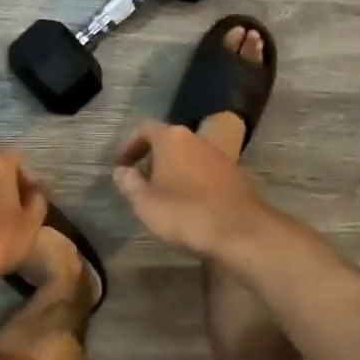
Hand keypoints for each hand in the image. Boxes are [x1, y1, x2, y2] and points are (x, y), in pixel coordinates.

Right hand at [112, 122, 276, 260]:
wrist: (239, 230)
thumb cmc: (184, 212)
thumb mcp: (145, 203)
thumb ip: (129, 184)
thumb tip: (121, 171)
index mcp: (172, 138)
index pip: (145, 129)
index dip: (130, 146)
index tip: (121, 166)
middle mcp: (197, 138)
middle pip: (169, 141)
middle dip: (153, 158)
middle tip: (141, 181)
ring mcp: (219, 155)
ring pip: (189, 156)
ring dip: (174, 170)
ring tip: (164, 195)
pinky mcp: (234, 174)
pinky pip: (205, 171)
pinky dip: (193, 181)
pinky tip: (189, 204)